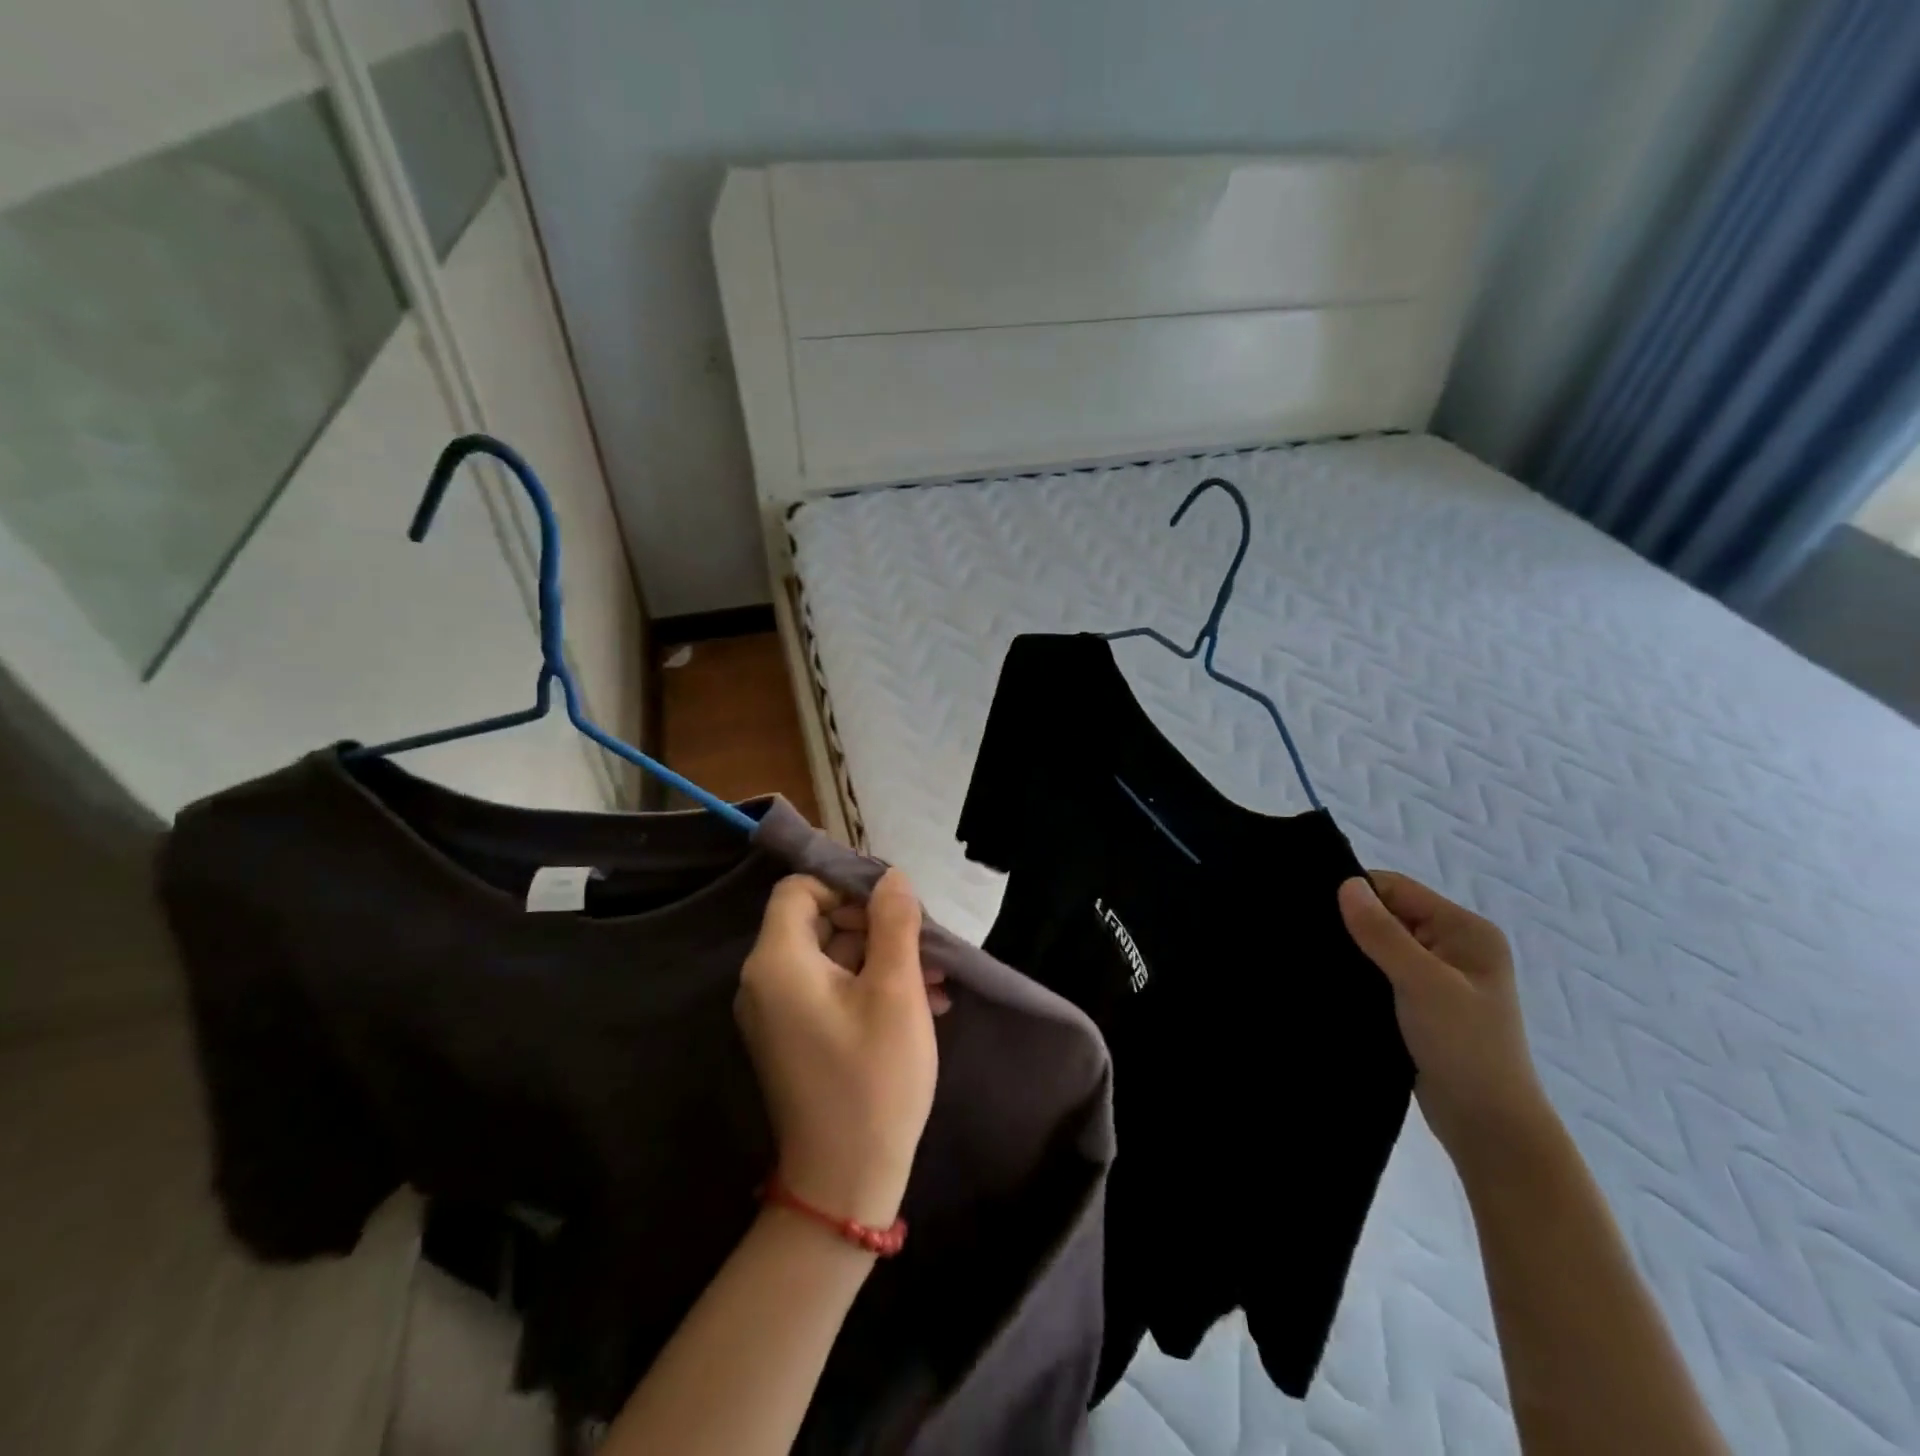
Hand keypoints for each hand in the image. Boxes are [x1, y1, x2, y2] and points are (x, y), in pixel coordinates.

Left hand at [736, 869, 941, 1229]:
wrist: (844, 1183)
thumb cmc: (873, 1079)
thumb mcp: (896, 991)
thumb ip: (894, 923)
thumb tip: (891, 877)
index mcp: (778, 962)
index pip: (799, 889)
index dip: (844, 883)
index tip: (893, 901)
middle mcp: (764, 981)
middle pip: (817, 921)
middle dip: (874, 923)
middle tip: (925, 943)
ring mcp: (775, 1013)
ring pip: (830, 956)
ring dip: (881, 956)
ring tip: (935, 978)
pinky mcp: (792, 1037)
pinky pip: (828, 989)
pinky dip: (868, 985)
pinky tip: (921, 1003)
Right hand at [1338, 873, 1557, 1171]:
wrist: (1488, 1127)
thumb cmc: (1464, 1047)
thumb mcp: (1422, 983)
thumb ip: (1382, 933)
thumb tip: (1346, 883)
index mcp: (1466, 930)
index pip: (1396, 889)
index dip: (1356, 894)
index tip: (1314, 910)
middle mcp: (1455, 945)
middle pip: (1388, 913)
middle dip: (1352, 923)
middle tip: (1308, 936)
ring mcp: (1440, 976)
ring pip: (1381, 944)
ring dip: (1354, 951)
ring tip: (1315, 959)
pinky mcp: (1422, 1002)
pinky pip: (1382, 971)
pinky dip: (1360, 974)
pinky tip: (1335, 982)